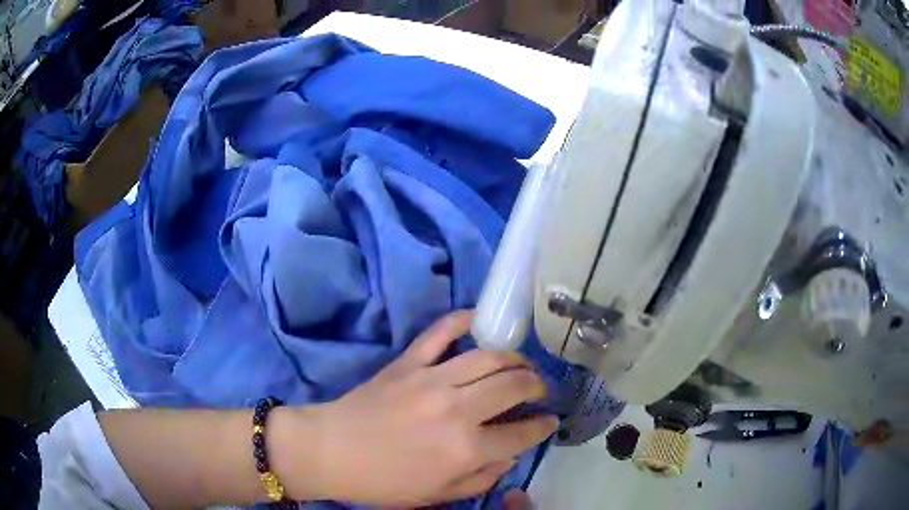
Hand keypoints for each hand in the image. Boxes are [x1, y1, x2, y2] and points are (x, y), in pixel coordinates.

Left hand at [293, 310, 556, 506]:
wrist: (330, 451)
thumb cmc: (383, 482)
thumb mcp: (437, 495)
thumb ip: (481, 478)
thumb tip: (510, 456)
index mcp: (466, 449)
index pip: (522, 433)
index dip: (543, 426)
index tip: (550, 420)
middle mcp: (457, 410)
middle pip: (513, 386)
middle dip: (536, 386)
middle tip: (540, 389)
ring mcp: (431, 379)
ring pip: (488, 357)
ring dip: (513, 358)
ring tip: (520, 365)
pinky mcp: (407, 362)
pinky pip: (440, 332)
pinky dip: (462, 321)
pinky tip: (478, 320)